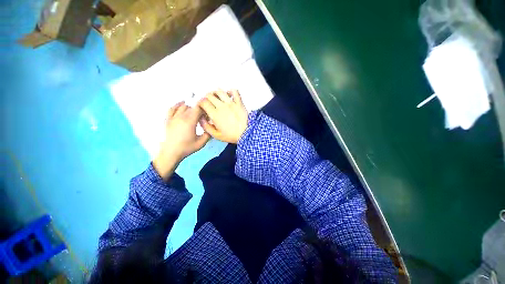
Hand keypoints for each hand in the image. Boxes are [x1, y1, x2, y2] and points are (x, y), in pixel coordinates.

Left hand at [153, 102, 210, 179]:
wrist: (170, 153)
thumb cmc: (186, 148)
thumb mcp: (201, 143)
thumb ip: (208, 134)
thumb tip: (211, 126)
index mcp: (190, 122)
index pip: (198, 108)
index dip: (204, 108)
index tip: (208, 112)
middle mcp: (181, 117)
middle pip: (191, 107)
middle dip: (199, 110)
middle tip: (203, 116)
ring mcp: (173, 117)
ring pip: (183, 106)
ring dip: (190, 108)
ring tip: (194, 113)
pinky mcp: (168, 120)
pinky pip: (172, 108)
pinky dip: (178, 105)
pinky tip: (181, 105)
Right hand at [198, 90, 247, 143]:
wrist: (246, 134)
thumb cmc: (232, 135)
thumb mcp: (216, 135)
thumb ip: (206, 127)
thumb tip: (201, 119)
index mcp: (215, 115)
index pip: (203, 102)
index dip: (200, 103)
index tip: (201, 106)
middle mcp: (222, 107)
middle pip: (209, 95)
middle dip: (206, 98)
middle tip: (208, 102)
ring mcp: (231, 103)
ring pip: (220, 91)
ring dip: (215, 93)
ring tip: (216, 97)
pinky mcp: (239, 102)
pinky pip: (234, 91)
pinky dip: (230, 91)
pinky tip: (228, 94)